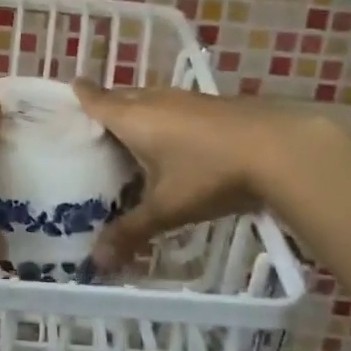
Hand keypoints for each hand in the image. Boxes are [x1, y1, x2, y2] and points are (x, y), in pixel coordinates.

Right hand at [73, 82, 294, 270]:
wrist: (279, 148)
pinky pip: (173, 107)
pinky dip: (163, 119)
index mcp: (133, 118)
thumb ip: (132, 232)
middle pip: (122, 97)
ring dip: (138, 112)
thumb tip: (97, 262)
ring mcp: (186, 99)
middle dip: (107, 105)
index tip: (71, 88)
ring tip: (129, 135)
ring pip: (150, 100)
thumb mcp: (167, 208)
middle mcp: (155, 101)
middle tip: (94, 126)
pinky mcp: (211, 106)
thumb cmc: (209, 173)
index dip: (82, 94)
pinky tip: (173, 140)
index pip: (98, 100)